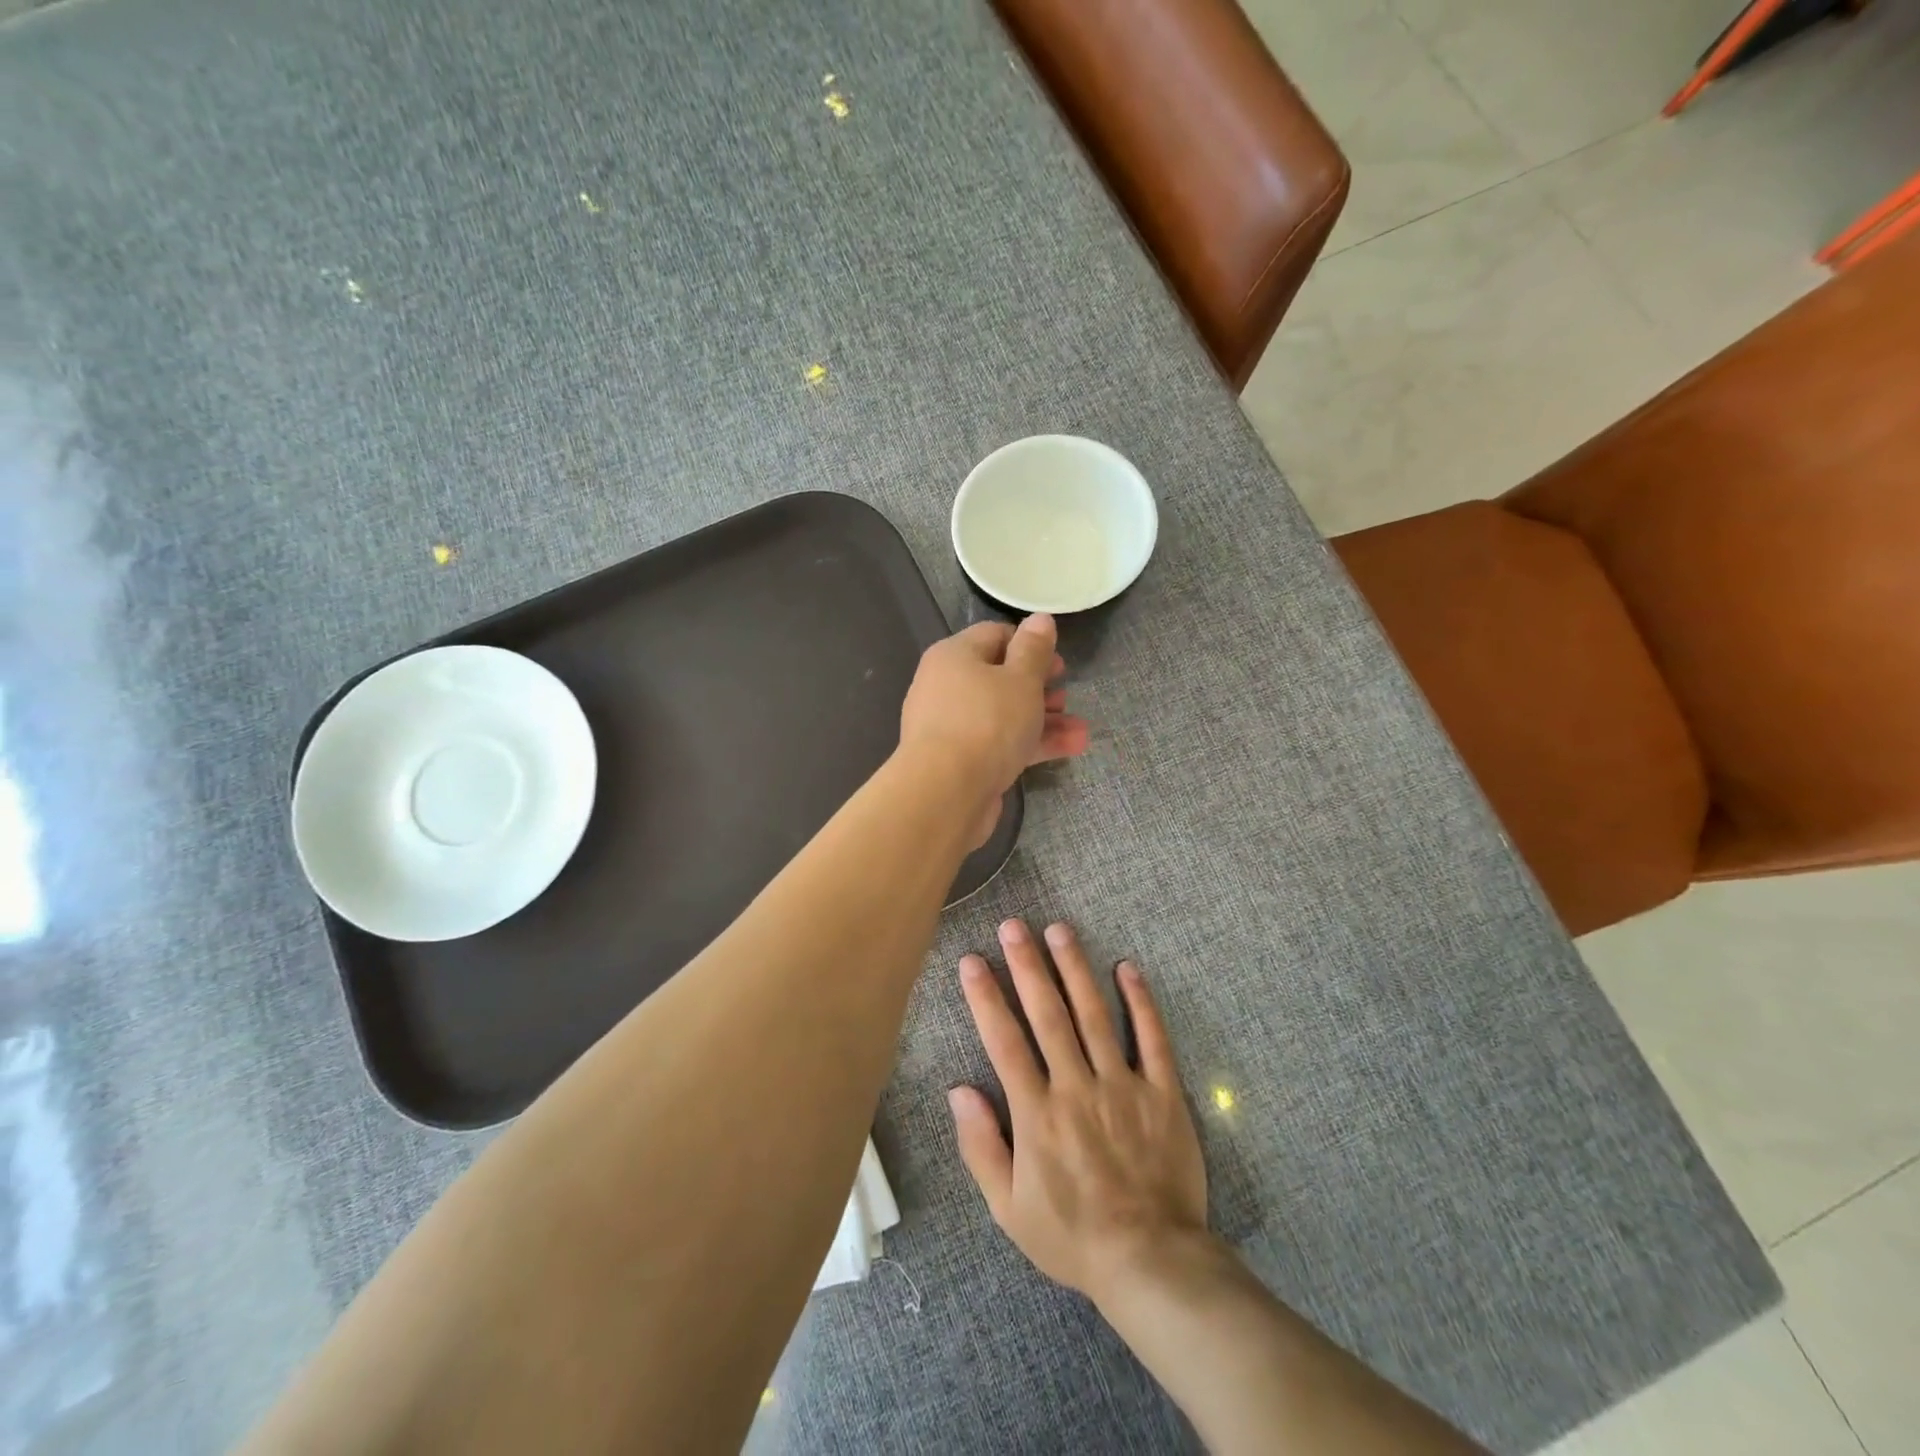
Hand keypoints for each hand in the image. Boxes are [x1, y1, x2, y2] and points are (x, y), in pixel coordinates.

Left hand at [900, 616, 1088, 843]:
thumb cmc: (987, 723)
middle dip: (1040, 688)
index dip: (1029, 644)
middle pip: (999, 678)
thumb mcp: (1021, 679)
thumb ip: (1034, 649)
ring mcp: (952, 727)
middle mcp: (947, 687)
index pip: (994, 636)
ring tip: (1081, 730)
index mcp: (954, 656)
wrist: (946, 793)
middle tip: (1066, 695)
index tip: (1057, 661)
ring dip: (1044, 720)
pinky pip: (1000, 744)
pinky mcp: (961, 762)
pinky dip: (1031, 744)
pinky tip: (1070, 749)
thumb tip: (1040, 618)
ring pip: (1004, 715)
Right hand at [948, 919, 1207, 1307]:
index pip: (1005, 1041)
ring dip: (1075, 969)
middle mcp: (1077, 1087)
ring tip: (1060, 929)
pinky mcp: (1163, 1092)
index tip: (973, 960)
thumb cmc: (1072, 1236)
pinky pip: (1152, 1039)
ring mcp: (1123, 1085)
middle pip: (1048, 1015)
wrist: (1151, 1262)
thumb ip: (981, 1146)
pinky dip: (1141, 1002)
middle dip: (1027, 965)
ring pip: (1095, 1015)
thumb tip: (958, 1089)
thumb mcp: (1008, 1208)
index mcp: (1037, 1113)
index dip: (986, 997)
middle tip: (1014, 925)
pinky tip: (1127, 968)